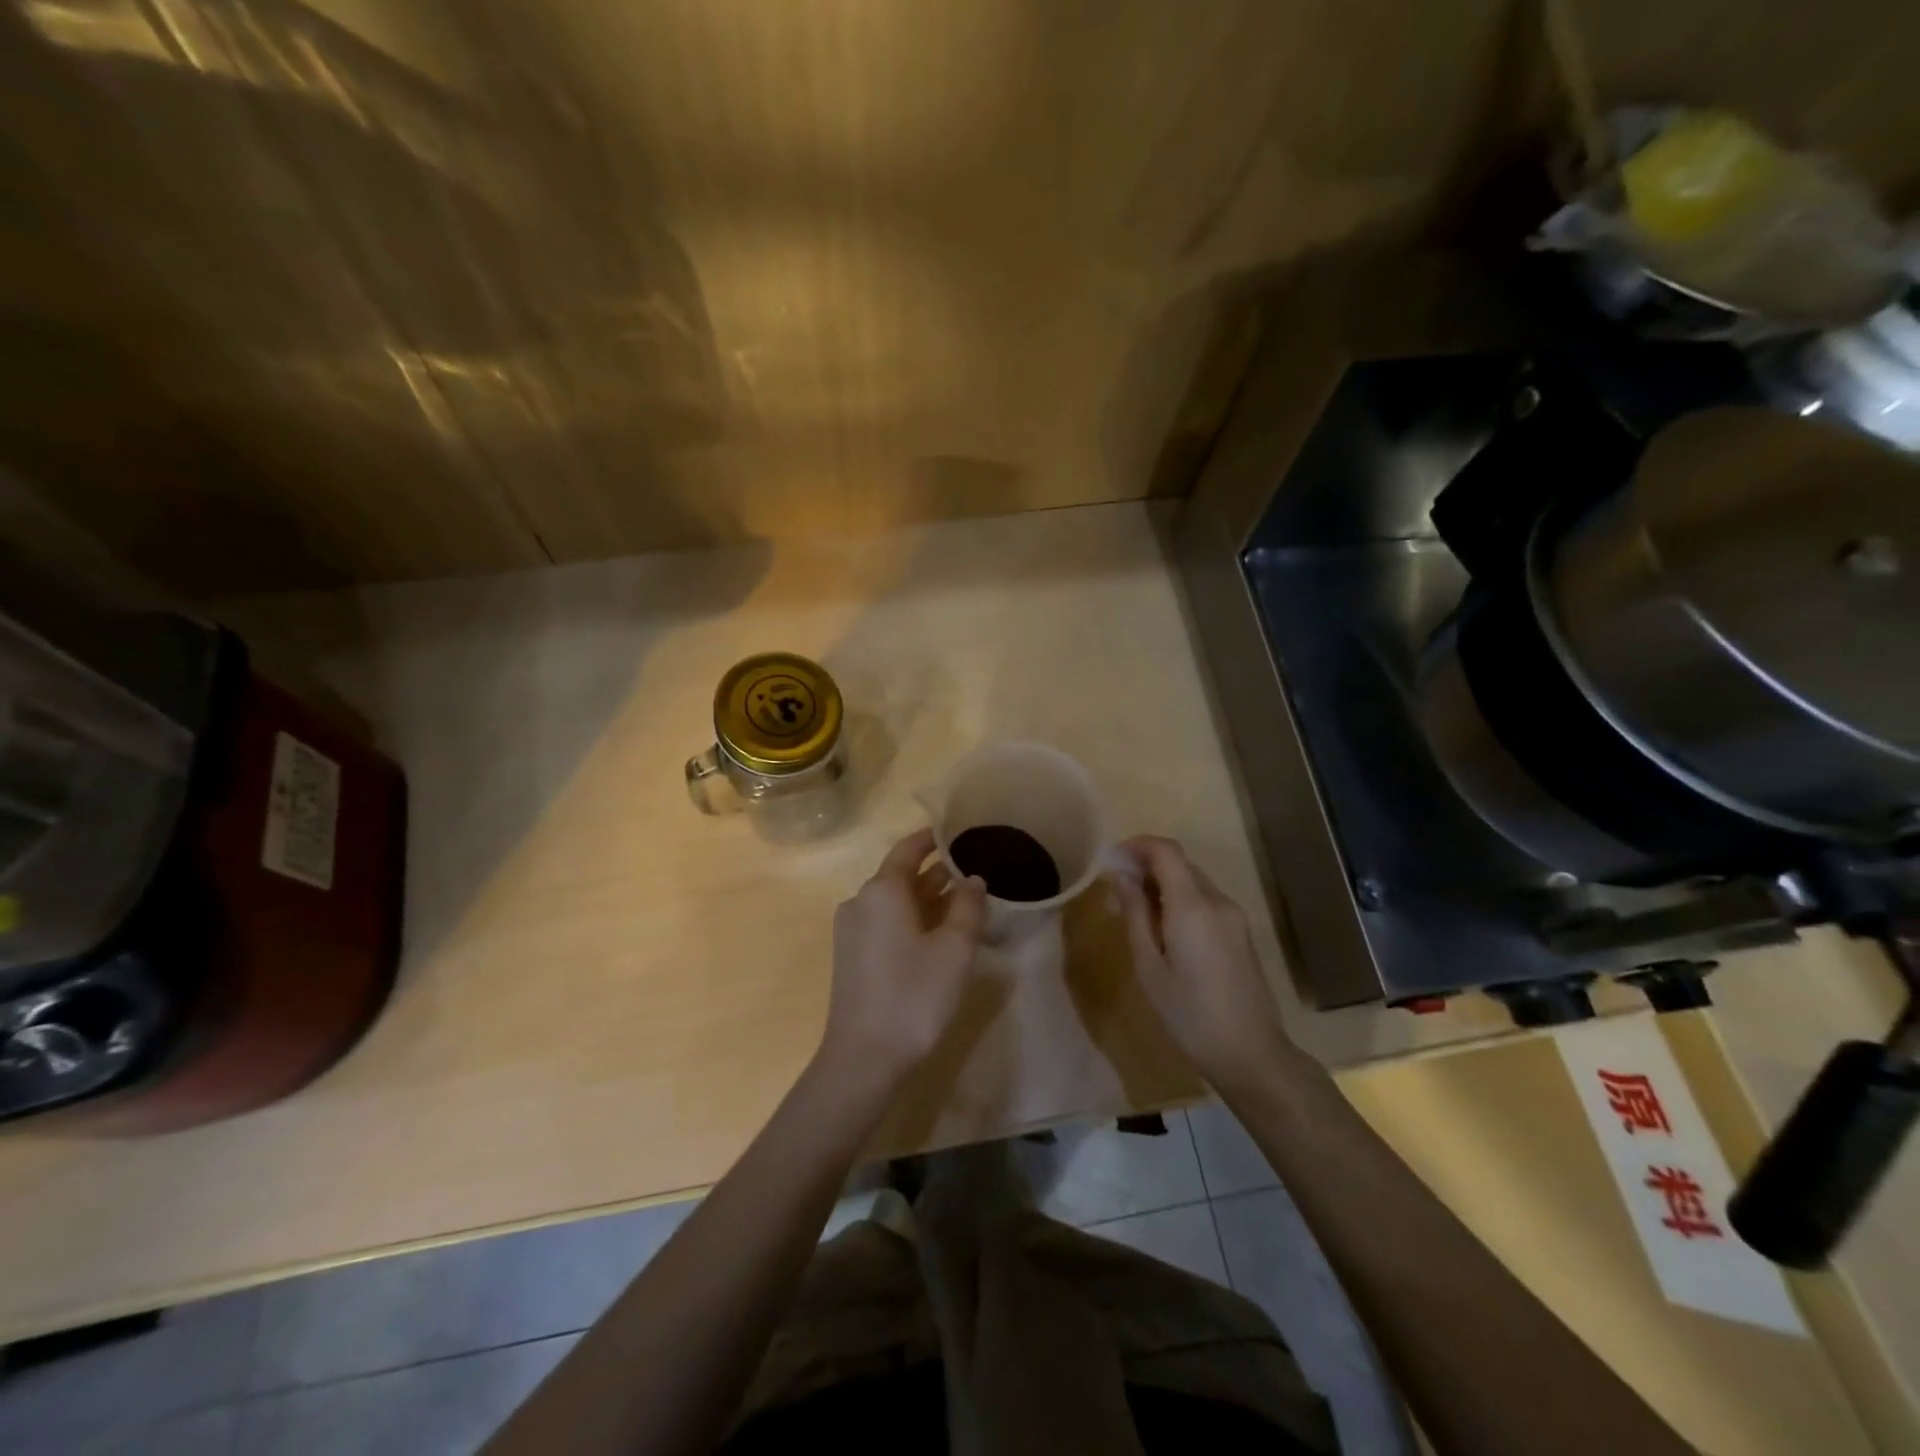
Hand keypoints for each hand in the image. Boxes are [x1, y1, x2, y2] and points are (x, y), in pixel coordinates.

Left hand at [820, 828, 988, 1086]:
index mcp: (882, 890)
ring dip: (926, 899)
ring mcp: (852, 930)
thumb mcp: (954, 949)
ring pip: (894, 902)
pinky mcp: (851, 955)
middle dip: (936, 873)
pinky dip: (911, 919)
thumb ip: (968, 907)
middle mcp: (861, 901)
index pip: (907, 850)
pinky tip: (937, 935)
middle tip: (973, 871)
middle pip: (900, 876)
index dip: (932, 839)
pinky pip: (884, 923)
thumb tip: (973, 880)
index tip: (956, 833)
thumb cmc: (914, 995)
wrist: (864, 1057)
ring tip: (963, 902)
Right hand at [1109, 835, 1302, 1091]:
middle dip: (1146, 864)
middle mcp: (1217, 901)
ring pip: (1193, 881)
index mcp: (1192, 906)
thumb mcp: (1149, 967)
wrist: (1251, 1053)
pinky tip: (1164, 928)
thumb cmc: (1189, 1014)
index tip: (1110, 860)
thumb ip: (1135, 915)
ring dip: (1163, 882)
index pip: (1165, 850)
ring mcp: (1234, 916)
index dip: (1136, 845)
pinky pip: (1205, 900)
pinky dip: (1180, 899)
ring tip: (1135, 910)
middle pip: (1180, 862)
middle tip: (1116, 888)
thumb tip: (1121, 877)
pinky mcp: (1241, 932)